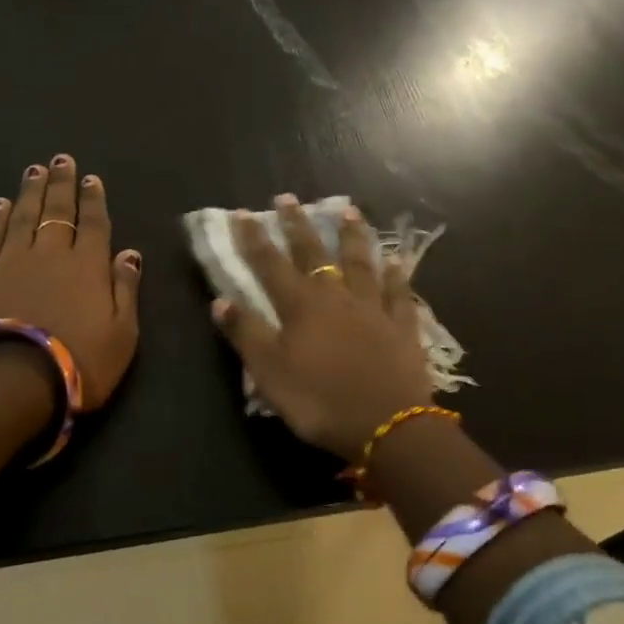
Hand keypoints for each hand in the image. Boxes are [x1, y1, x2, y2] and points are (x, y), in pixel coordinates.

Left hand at [0, 155, 141, 408]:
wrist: (15, 381)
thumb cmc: (80, 362)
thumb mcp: (122, 333)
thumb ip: (126, 289)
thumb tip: (129, 253)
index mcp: (88, 266)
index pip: (93, 224)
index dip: (93, 199)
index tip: (91, 178)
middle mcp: (51, 254)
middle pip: (57, 211)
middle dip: (61, 184)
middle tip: (61, 159)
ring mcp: (12, 261)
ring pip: (24, 216)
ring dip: (31, 191)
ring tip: (34, 170)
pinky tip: (0, 203)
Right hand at [211, 194, 433, 461]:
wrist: (389, 425)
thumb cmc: (321, 401)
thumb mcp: (270, 374)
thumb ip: (246, 334)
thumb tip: (220, 300)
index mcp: (301, 306)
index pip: (271, 264)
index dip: (254, 239)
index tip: (243, 213)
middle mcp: (337, 297)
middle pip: (314, 254)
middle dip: (298, 225)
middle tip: (288, 198)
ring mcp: (374, 308)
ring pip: (361, 263)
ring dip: (352, 236)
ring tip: (349, 211)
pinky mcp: (402, 326)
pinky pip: (399, 293)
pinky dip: (397, 275)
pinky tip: (397, 261)